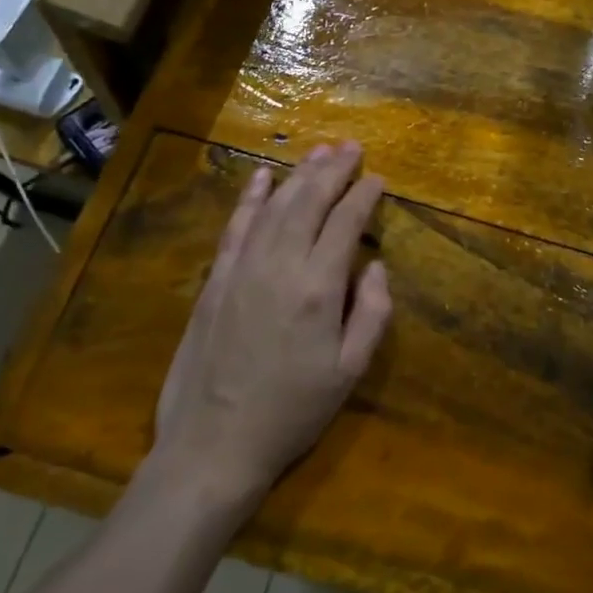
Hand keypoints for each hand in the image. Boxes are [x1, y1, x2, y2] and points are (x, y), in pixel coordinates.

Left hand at [148, 142, 391, 513]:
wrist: (214, 445)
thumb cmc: (293, 411)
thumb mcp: (350, 371)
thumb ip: (372, 313)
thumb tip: (374, 265)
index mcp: (317, 288)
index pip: (345, 223)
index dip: (363, 196)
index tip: (378, 178)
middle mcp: (278, 266)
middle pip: (308, 202)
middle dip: (333, 170)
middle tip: (352, 146)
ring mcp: (241, 270)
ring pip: (273, 206)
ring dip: (298, 174)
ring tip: (319, 151)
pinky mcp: (215, 281)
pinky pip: (235, 227)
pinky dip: (250, 198)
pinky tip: (261, 177)